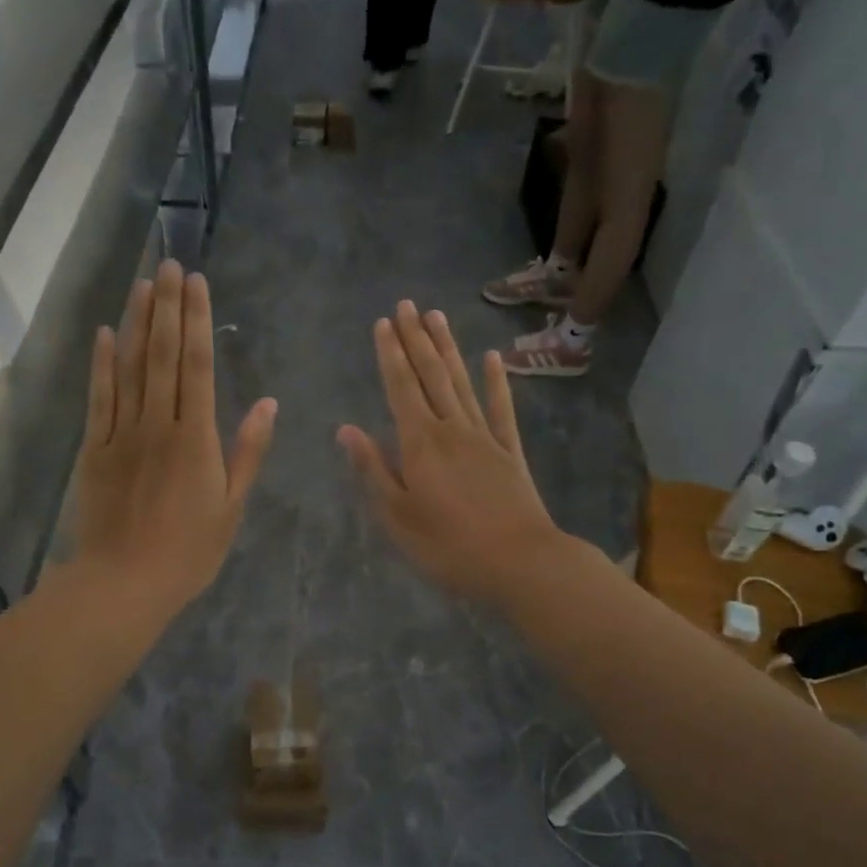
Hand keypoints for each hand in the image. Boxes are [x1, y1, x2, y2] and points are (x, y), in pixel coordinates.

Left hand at [72, 260, 276, 619]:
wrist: (125, 582)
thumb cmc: (189, 551)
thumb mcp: (232, 507)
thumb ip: (248, 452)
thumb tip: (267, 403)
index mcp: (196, 438)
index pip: (197, 365)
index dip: (197, 320)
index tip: (197, 282)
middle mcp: (158, 424)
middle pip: (162, 355)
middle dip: (167, 307)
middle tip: (170, 265)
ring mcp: (121, 434)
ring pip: (129, 368)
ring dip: (136, 323)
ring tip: (142, 284)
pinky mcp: (94, 449)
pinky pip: (99, 398)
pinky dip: (102, 364)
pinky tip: (106, 334)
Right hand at [337, 301, 566, 605]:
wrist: (520, 561)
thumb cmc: (448, 546)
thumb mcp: (397, 515)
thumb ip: (373, 469)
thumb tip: (347, 429)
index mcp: (420, 443)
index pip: (401, 387)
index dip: (390, 354)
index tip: (383, 323)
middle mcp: (452, 428)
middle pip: (431, 375)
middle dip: (416, 339)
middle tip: (407, 305)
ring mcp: (485, 437)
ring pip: (462, 383)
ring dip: (448, 349)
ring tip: (437, 317)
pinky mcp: (510, 452)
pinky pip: (502, 409)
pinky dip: (496, 382)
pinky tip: (493, 359)